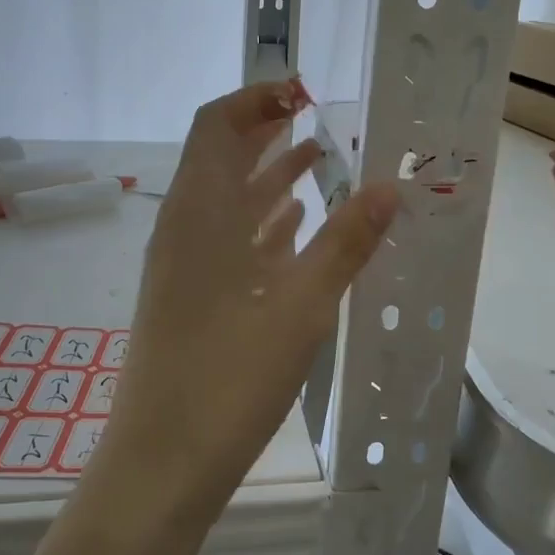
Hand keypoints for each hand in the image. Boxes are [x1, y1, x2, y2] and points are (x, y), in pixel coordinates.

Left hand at [101, 81, 398, 504]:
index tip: (306, 93)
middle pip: (221, 155)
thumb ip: (346, 241)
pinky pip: (226, 238)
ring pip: (227, 199)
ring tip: (321, 162)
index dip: (258, 99)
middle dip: (268, 132)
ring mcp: (183, 262)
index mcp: (200, 210)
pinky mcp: (190, 294)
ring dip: (268, 175)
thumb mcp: (302, 305)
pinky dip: (261, 221)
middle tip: (321, 120)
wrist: (164, 461)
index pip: (218, 123)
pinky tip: (296, 225)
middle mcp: (184, 225)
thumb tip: (390, 186)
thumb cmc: (230, 376)